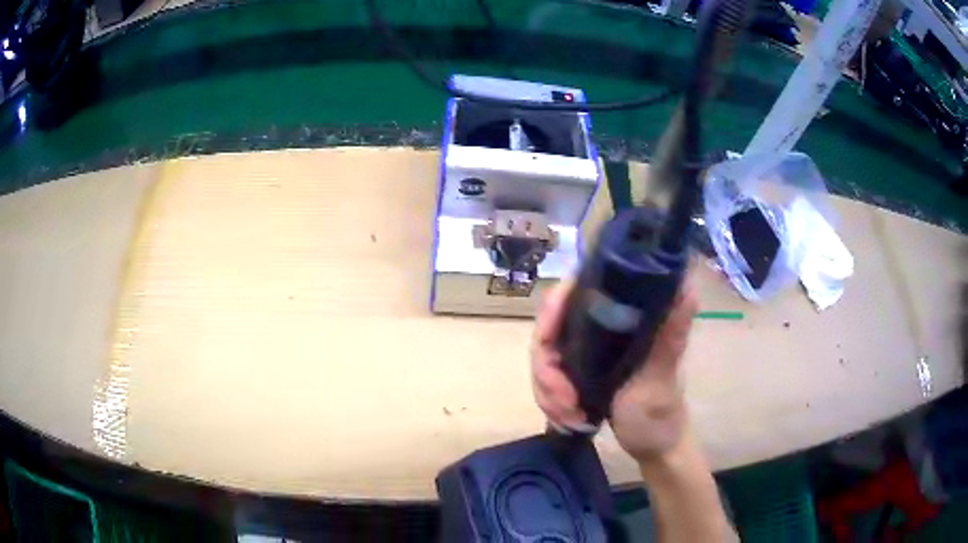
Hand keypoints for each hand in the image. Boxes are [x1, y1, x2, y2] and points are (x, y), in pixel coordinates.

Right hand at [530, 275, 698, 462]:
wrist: (651, 448)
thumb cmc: (660, 414)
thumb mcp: (660, 377)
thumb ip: (670, 336)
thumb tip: (688, 285)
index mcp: (625, 317)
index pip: (578, 288)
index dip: (554, 308)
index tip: (546, 342)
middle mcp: (604, 325)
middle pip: (552, 327)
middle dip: (549, 370)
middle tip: (565, 402)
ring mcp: (589, 348)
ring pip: (545, 356)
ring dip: (548, 391)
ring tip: (570, 417)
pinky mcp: (579, 369)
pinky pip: (547, 377)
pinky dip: (550, 400)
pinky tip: (567, 420)